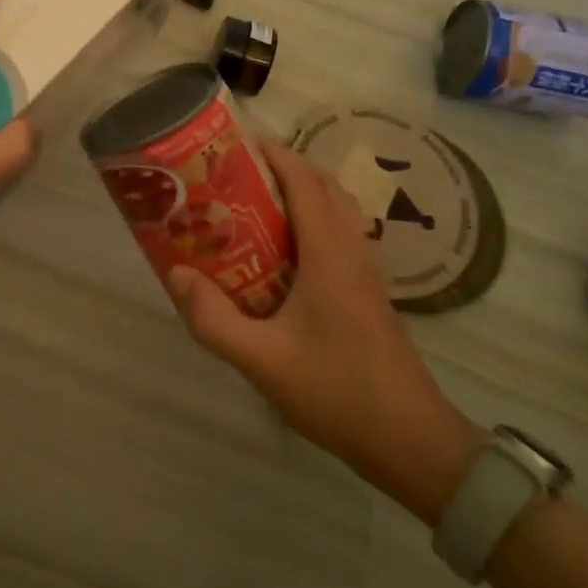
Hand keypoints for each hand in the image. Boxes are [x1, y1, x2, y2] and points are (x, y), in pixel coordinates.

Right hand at [167, 142, 483, 524]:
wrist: (412, 442)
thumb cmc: (337, 392)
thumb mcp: (261, 360)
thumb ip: (213, 318)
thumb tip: (175, 273)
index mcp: (330, 253)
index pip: (304, 180)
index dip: (272, 154)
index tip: (233, 145)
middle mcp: (352, 250)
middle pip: (323, 185)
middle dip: (282, 168)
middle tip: (235, 175)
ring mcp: (366, 271)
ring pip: (336, 209)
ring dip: (300, 193)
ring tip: (252, 206)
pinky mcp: (369, 293)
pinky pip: (339, 235)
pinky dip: (311, 221)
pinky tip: (280, 254)